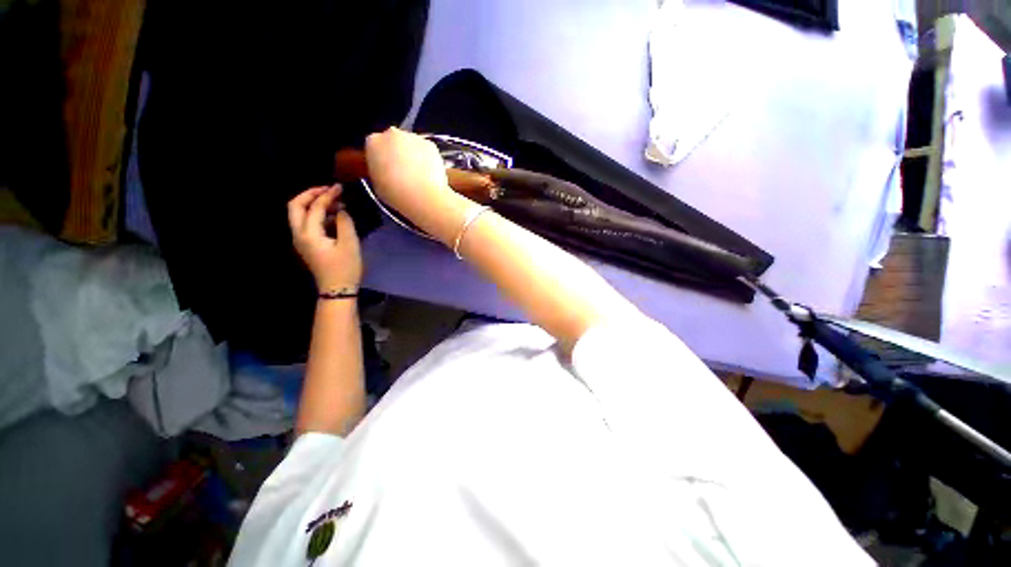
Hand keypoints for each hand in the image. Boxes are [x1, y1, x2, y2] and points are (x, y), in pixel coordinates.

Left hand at [287, 185, 361, 290]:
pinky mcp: (307, 245)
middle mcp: (298, 234)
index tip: (340, 187)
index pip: (314, 207)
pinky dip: (317, 215)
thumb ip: (344, 222)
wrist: (337, 289)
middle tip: (329, 190)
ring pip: (299, 214)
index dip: (328, 195)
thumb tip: (341, 209)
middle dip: (310, 194)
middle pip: (295, 206)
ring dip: (314, 204)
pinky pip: (307, 223)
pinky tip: (334, 217)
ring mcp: (301, 240)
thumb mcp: (350, 244)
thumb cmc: (345, 268)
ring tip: (335, 203)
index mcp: (308, 234)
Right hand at [364, 127, 470, 243]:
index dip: (382, 160)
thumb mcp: (378, 186)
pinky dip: (425, 158)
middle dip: (397, 154)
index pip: (373, 146)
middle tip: (404, 174)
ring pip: (409, 145)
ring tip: (420, 175)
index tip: (388, 172)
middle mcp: (392, 134)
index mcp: (373, 143)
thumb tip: (384, 167)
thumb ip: (378, 171)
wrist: (427, 198)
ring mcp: (413, 137)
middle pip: (392, 142)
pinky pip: (424, 149)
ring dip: (412, 155)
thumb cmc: (398, 197)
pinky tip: (430, 173)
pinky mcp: (431, 144)